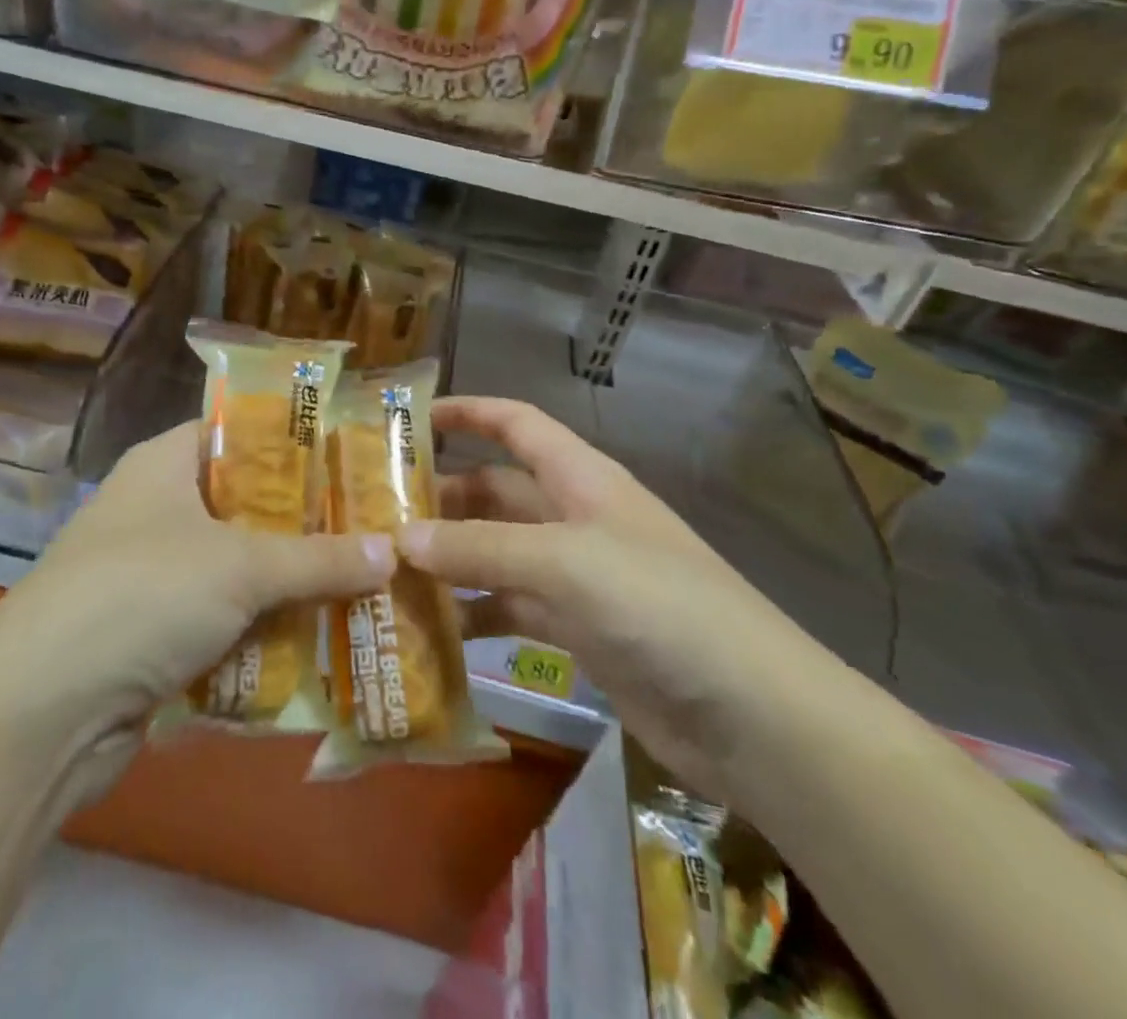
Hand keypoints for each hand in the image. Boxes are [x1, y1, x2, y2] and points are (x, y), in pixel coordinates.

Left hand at [0, 420, 393, 793]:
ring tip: (365, 581)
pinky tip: (321, 636)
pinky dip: (264, 629)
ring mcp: (152, 575)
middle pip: (246, 503)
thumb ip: (320, 558)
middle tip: (374, 525)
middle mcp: (156, 510)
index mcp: (164, 464)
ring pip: (239, 567)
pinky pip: (224, 619)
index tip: (353, 455)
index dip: (294, 440)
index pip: (238, 432)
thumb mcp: (242, 566)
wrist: (41, 712)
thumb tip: (395, 551)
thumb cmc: (142, 595)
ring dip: (292, 582)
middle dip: (307, 521)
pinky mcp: (153, 634)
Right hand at [406, 397, 834, 800]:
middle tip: (376, 513)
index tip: (408, 419)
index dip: (467, 412)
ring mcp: (576, 576)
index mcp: (580, 478)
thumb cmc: (658, 605)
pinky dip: (475, 614)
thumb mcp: (562, 562)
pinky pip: (511, 609)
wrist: (751, 714)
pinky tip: (432, 630)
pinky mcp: (577, 631)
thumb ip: (479, 549)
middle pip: (496, 491)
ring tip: (387, 571)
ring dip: (450, 560)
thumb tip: (399, 539)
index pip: (516, 424)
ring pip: (497, 553)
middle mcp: (574, 517)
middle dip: (441, 497)